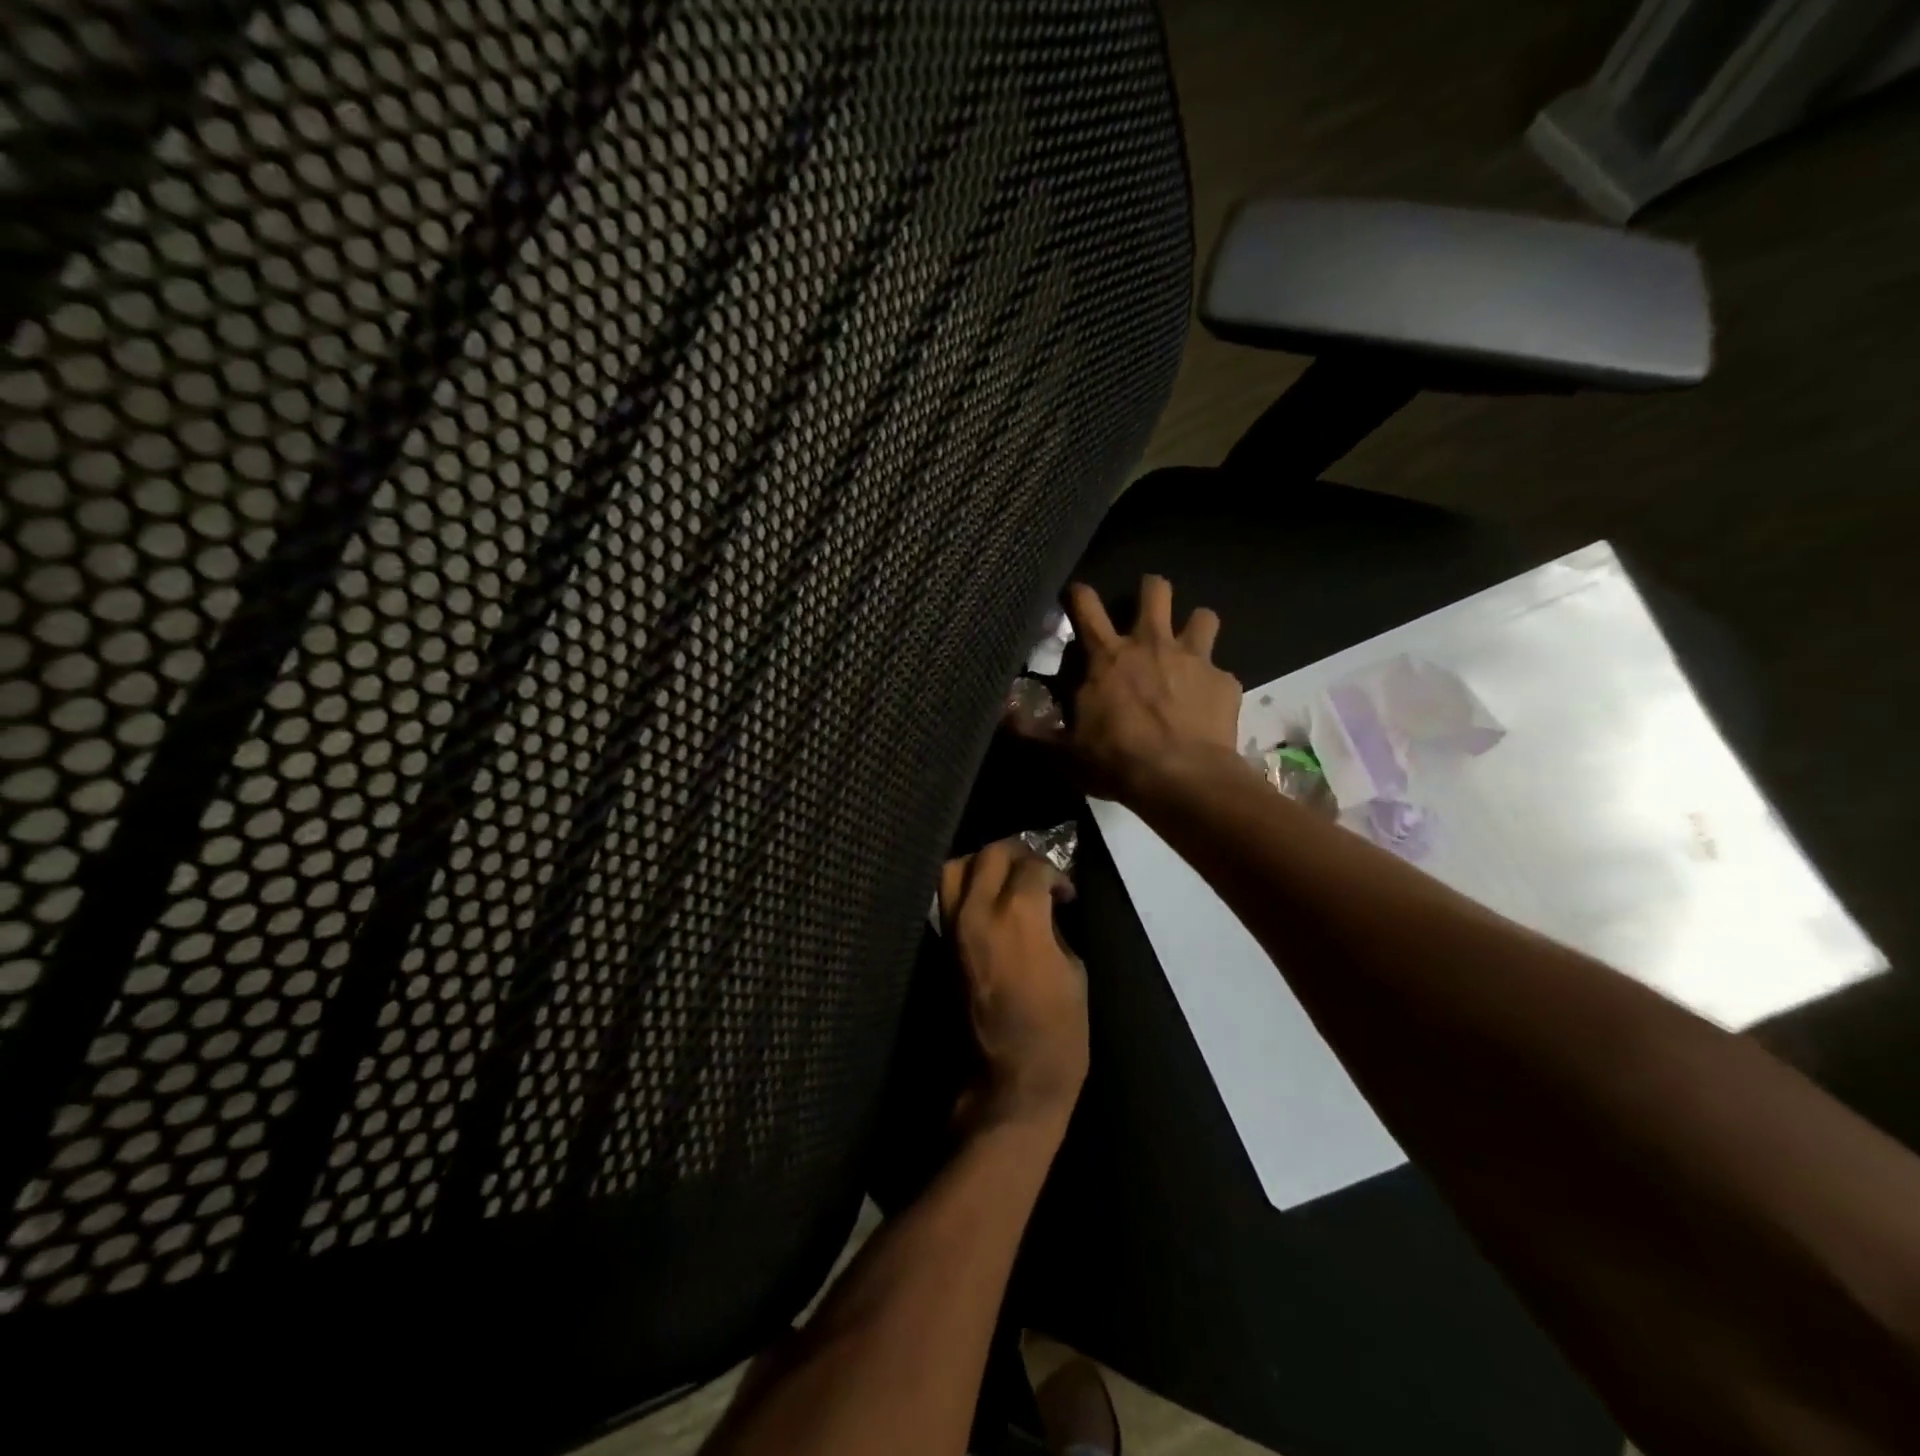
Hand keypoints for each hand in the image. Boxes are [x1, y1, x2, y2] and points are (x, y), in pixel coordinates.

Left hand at [938, 840, 1088, 1132]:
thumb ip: (1055, 927)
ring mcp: (954, 928)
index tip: (1066, 891)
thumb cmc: (1057, 1033)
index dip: (1055, 872)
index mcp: (1018, 917)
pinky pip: (948, 897)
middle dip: (1018, 853)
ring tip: (1007, 878)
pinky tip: (990, 900)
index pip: (1032, 866)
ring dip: (984, 864)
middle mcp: (978, 912)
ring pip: (956, 867)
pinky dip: (967, 887)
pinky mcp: (942, 945)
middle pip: (991, 854)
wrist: (1009, 1081)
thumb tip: (1047, 905)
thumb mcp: (1073, 971)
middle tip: (1037, 870)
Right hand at [1015, 575, 1242, 802]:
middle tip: (1145, 613)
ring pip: (1203, 615)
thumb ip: (1032, 730)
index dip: (1078, 593)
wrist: (1181, 779)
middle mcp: (1151, 643)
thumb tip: (1002, 713)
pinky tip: (1207, 704)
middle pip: (1155, 588)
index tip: (1076, 596)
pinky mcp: (1223, 681)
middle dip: (1150, 591)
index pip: (1085, 604)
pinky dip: (1212, 683)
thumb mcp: (1063, 752)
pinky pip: (1221, 671)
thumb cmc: (1115, 762)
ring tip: (1188, 648)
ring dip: (1194, 627)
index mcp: (1107, 656)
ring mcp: (1193, 658)